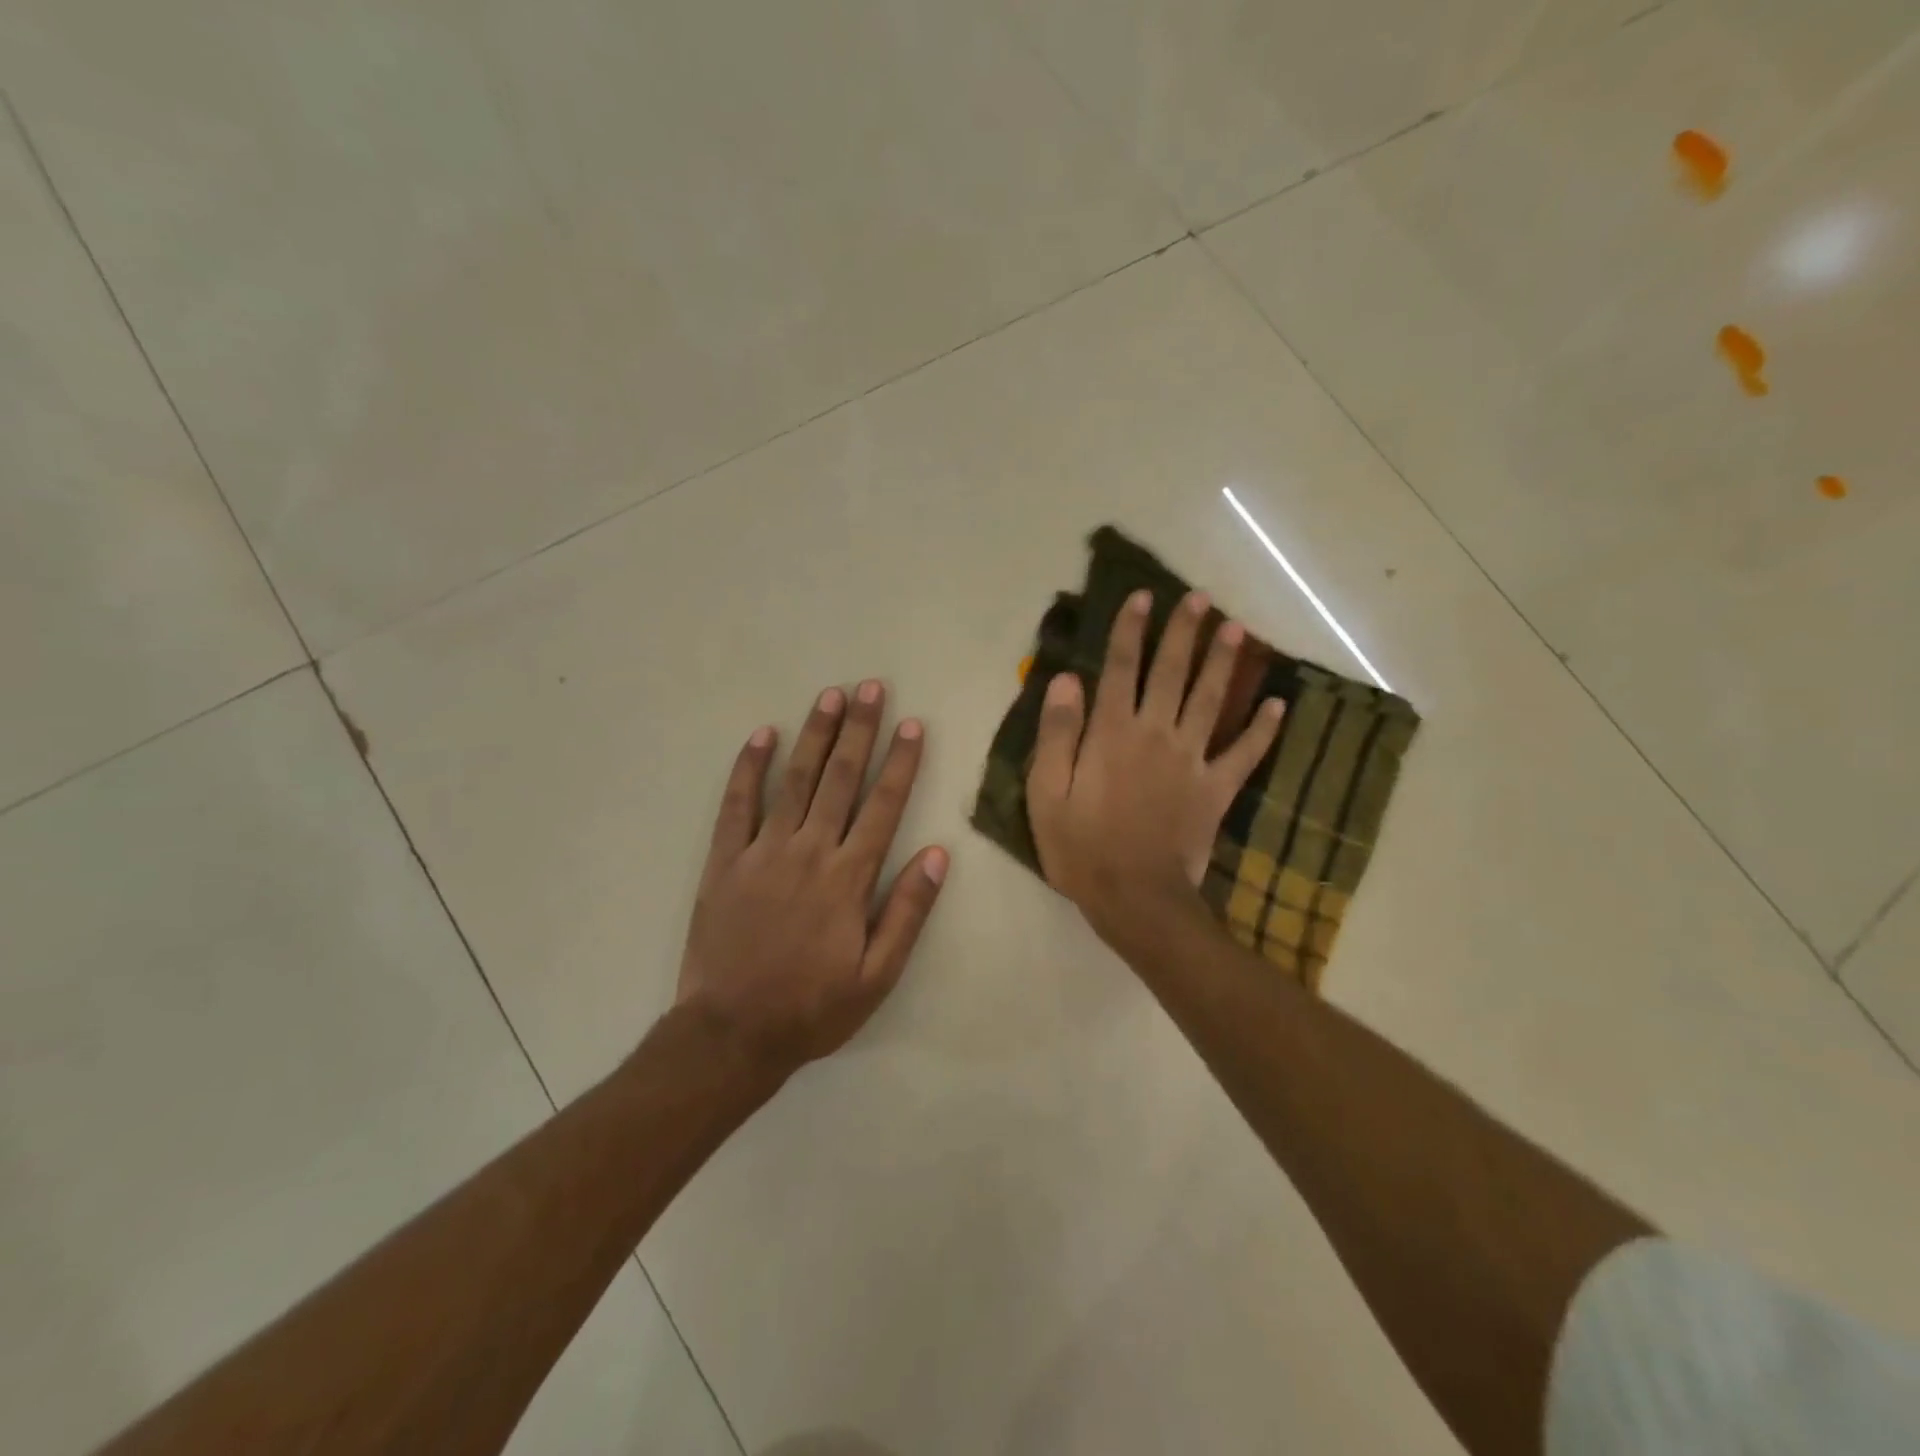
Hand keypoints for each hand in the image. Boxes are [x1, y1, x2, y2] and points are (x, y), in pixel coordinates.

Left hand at [676, 681, 948, 1074]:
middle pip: (840, 779)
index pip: (883, 806)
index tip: (911, 724)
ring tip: (830, 696)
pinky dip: (748, 768)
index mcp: (849, 878)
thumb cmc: (813, 1007)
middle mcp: (810, 852)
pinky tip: (761, 735)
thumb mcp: (877, 975)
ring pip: (795, 781)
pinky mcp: (725, 861)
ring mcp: (763, 852)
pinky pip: (737, 805)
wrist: (732, 1033)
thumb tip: (938, 855)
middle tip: (870, 688)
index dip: (900, 762)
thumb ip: (908, 912)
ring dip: (814, 736)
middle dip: (859, 731)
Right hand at [1027, 589, 1282, 952]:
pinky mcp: (1216, 789)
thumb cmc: (1081, 847)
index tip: (1142, 597)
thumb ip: (1057, 734)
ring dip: (1224, 662)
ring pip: (1211, 700)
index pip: (1121, 668)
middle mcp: (1156, 734)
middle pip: (1172, 672)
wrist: (1135, 898)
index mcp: (1112, 733)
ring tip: (1237, 628)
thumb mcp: (1046, 793)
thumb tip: (1066, 680)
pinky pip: (1245, 753)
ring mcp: (1192, 760)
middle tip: (1201, 597)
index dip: (1130, 630)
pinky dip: (1264, 729)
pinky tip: (1279, 705)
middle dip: (1185, 632)